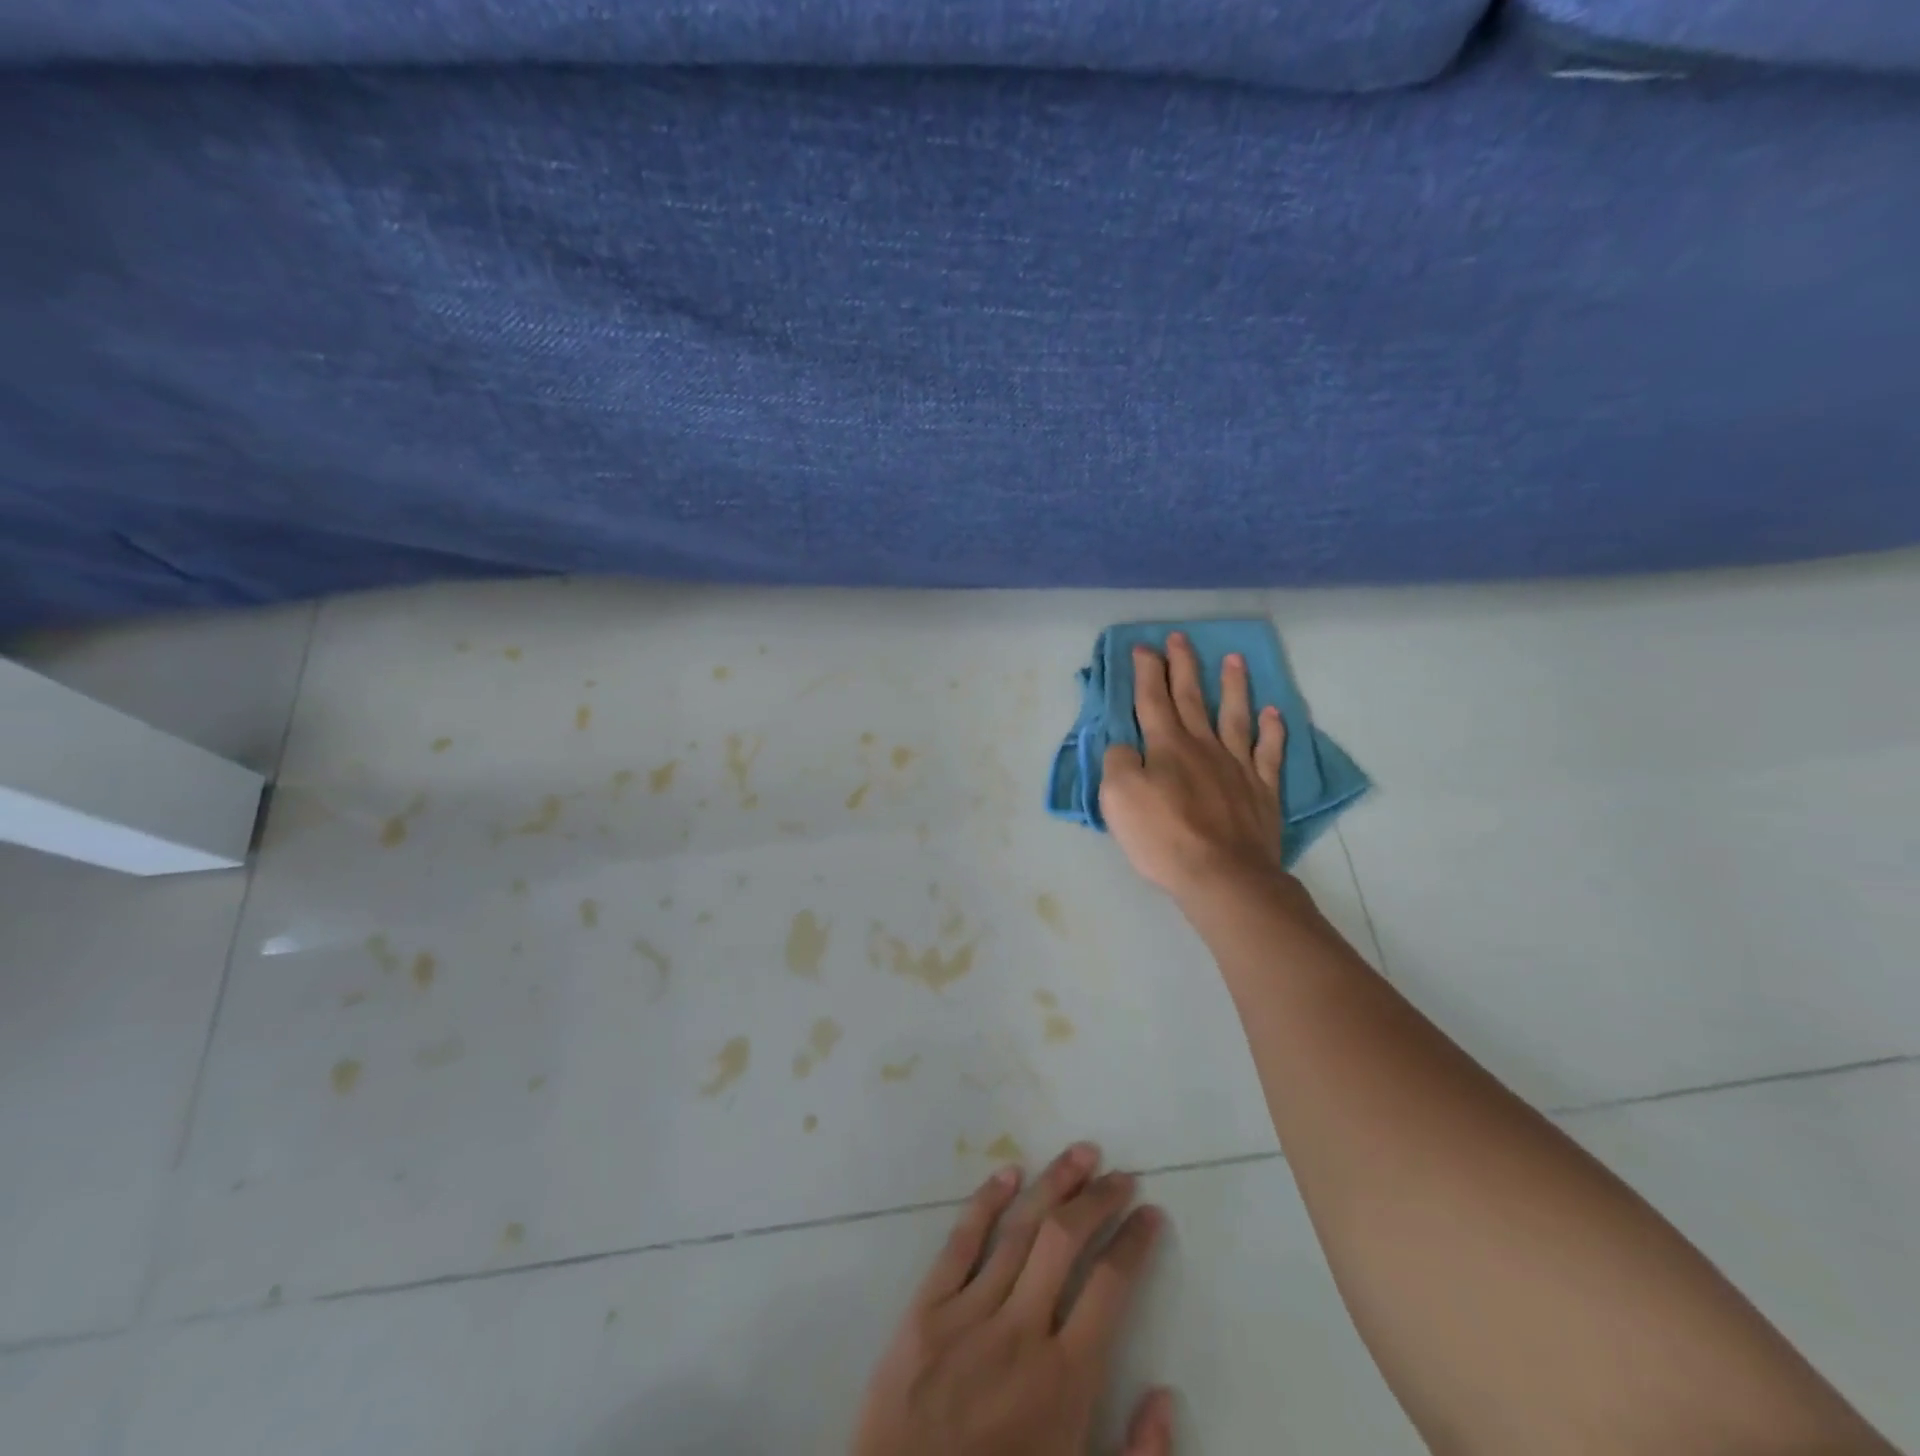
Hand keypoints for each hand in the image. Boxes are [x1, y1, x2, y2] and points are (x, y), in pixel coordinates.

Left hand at [852, 1143, 1172, 1455]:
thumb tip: (1165, 1395)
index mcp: (1064, 1380)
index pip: (1110, 1286)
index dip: (1135, 1242)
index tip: (1150, 1213)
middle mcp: (1021, 1332)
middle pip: (1066, 1240)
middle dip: (1099, 1199)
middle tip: (1120, 1174)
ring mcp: (970, 1313)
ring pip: (1020, 1229)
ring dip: (1055, 1184)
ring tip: (1082, 1154)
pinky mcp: (926, 1307)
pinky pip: (961, 1241)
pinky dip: (986, 1201)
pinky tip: (1009, 1171)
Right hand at [1099, 632, 1286, 902]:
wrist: (1222, 875)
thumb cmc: (1163, 837)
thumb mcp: (1118, 798)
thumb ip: (1117, 763)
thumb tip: (1126, 747)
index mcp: (1166, 746)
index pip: (1152, 699)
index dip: (1147, 672)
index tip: (1144, 647)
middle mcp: (1203, 746)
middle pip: (1191, 698)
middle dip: (1183, 666)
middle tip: (1181, 638)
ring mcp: (1237, 766)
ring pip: (1234, 715)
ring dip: (1233, 686)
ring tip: (1234, 659)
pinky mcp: (1262, 790)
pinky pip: (1269, 752)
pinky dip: (1272, 731)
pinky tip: (1274, 714)